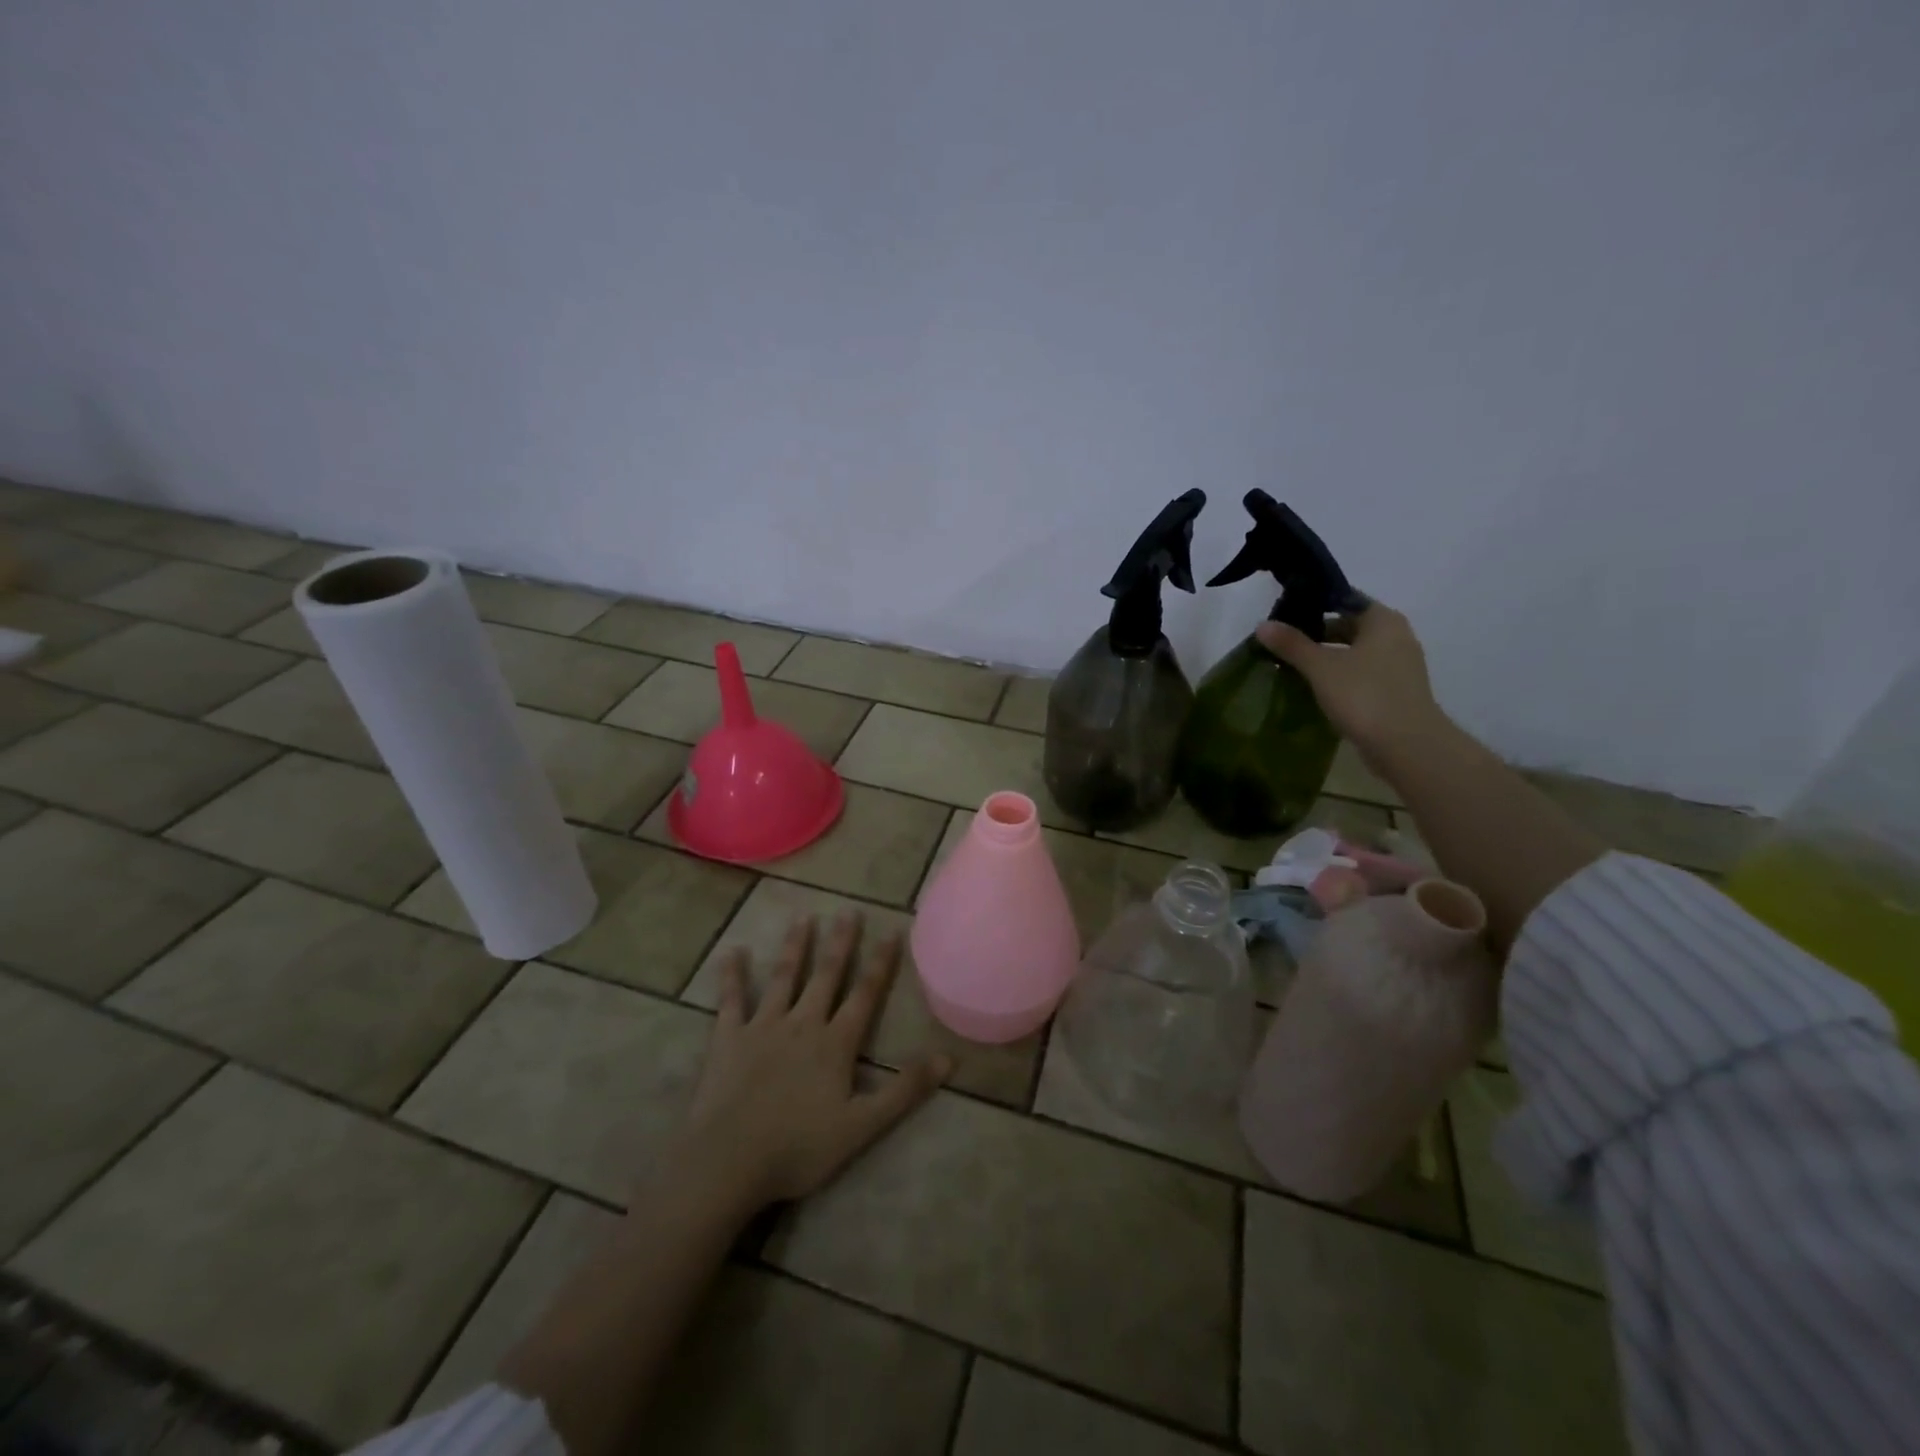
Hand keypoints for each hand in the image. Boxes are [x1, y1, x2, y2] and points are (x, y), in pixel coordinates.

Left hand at [663, 913, 951, 1213]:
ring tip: (803, 918)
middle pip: (825, 976)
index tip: (892, 931)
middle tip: (848, 911)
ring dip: (794, 947)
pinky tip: (732, 952)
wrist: (728, 1161)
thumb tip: (948, 1058)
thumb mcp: (862, 1126)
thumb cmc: (798, 1148)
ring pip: (783, 978)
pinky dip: (731, 975)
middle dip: (840, 943)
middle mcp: (802, 1023)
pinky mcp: (728, 1038)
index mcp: (835, 1043)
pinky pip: (731, 1000)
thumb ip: (904, 1091)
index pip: (865, 994)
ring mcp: (762, 1027)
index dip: (880, 964)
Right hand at [1255, 602, 1446, 764]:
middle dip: (1317, 634)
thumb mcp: (1321, 667)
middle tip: (1283, 642)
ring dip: (1327, 657)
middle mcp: (1397, 637)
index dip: (1315, 604)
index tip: (1286, 614)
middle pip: (1350, 626)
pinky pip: (1362, 674)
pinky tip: (1315, 688)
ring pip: (1355, 652)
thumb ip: (1292, 644)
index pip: (1345, 599)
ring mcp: (1399, 666)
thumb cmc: (1364, 695)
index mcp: (1383, 621)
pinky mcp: (1396, 692)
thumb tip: (1262, 625)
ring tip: (1293, 666)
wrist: (1406, 745)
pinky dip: (1340, 676)